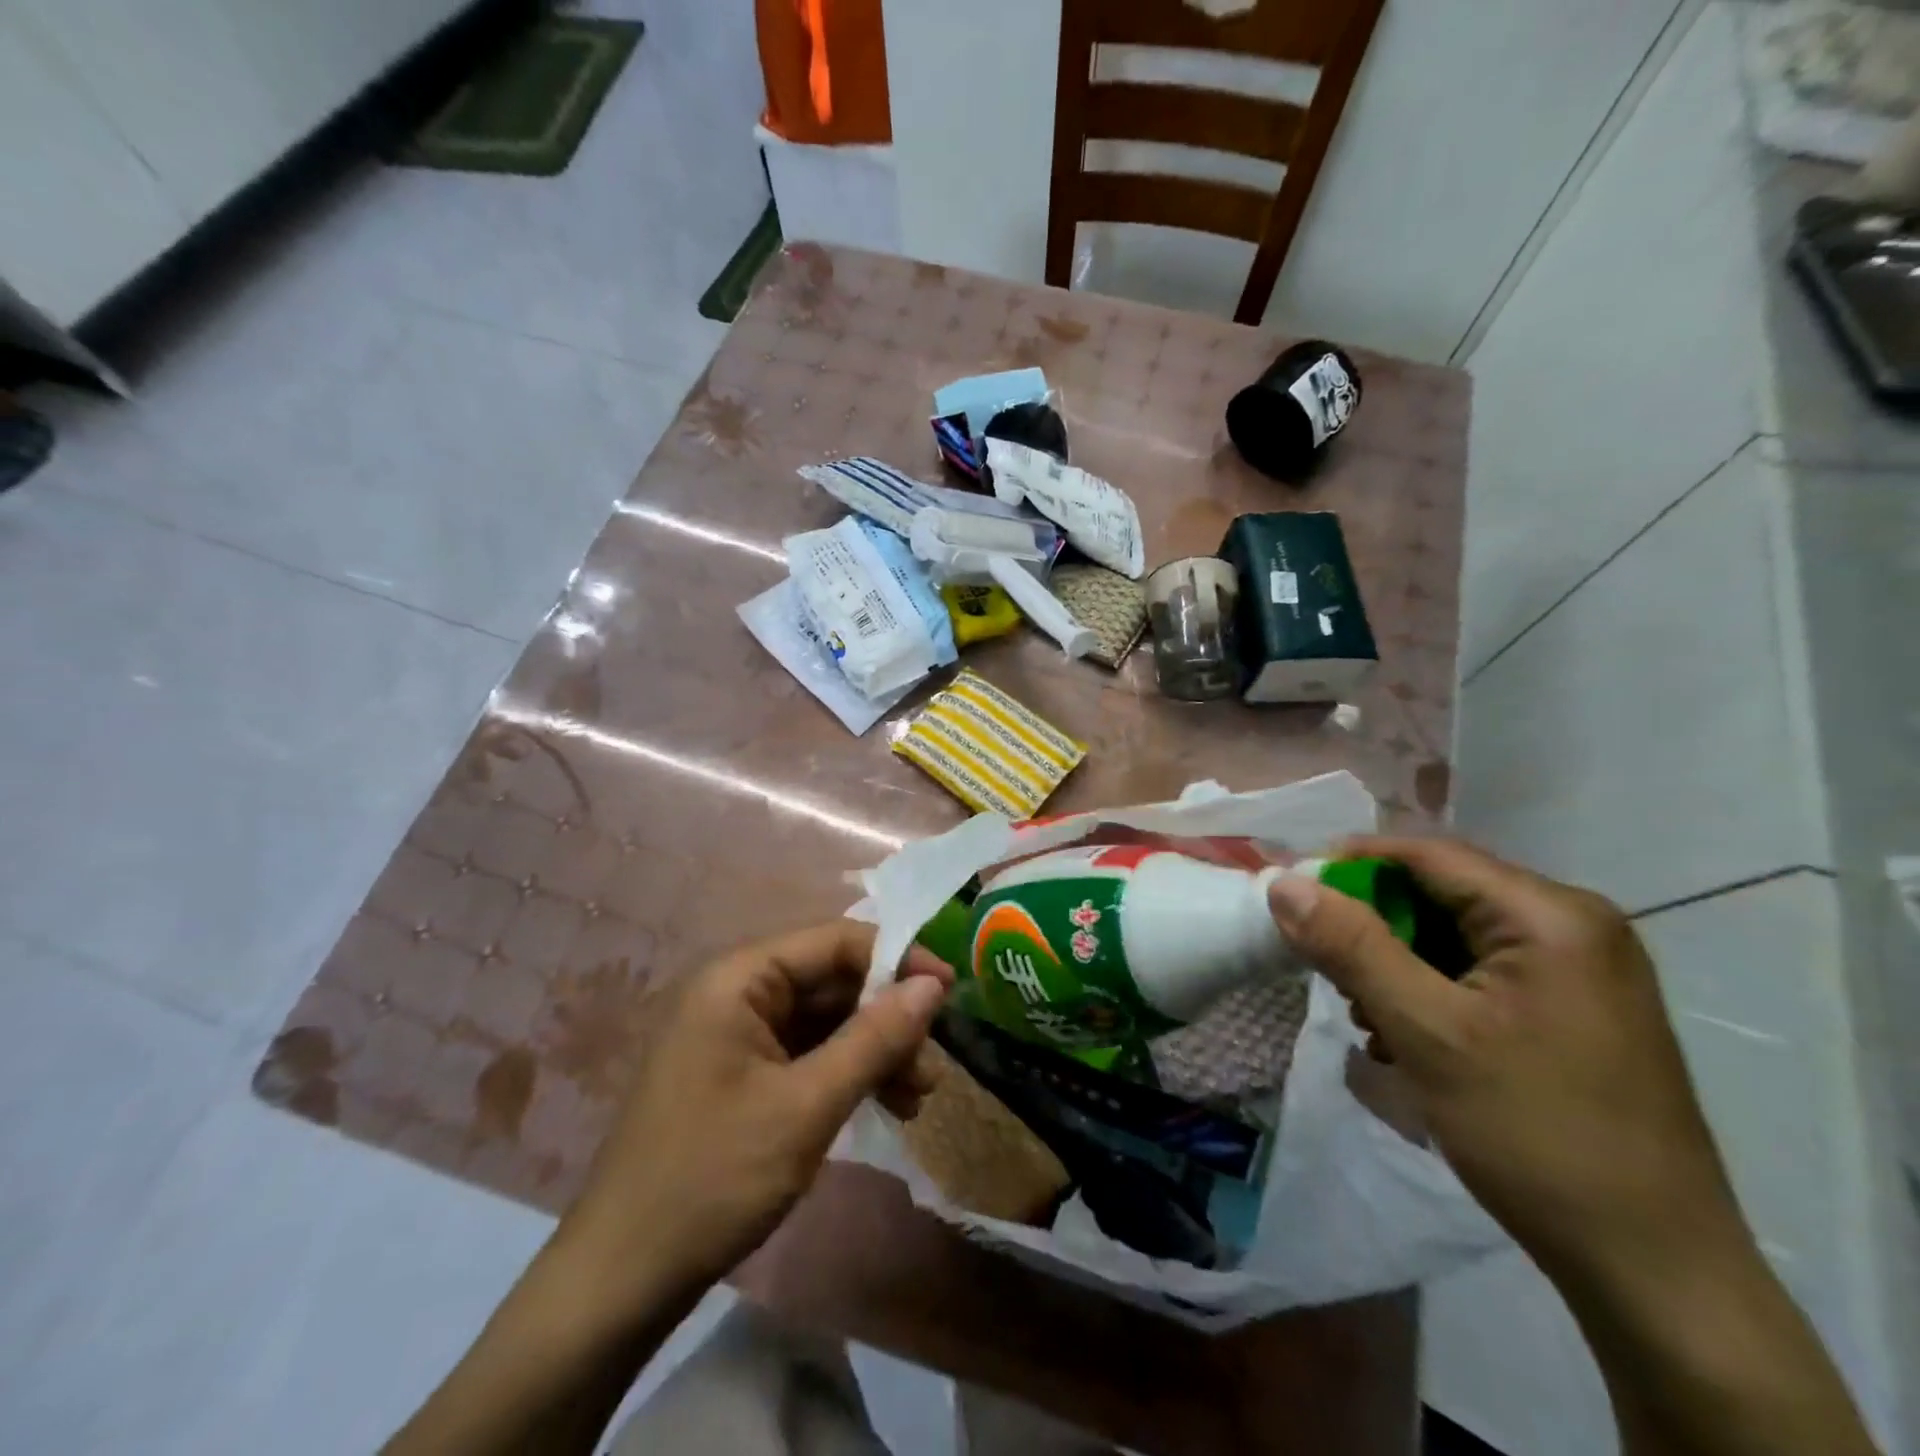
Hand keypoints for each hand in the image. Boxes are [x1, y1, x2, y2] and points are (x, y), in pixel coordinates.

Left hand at [558, 921, 952, 1306]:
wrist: (622, 1279)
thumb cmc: (714, 1178)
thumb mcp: (808, 1106)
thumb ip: (875, 1038)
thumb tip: (934, 984)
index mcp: (740, 978)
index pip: (835, 941)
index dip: (896, 959)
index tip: (949, 992)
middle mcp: (736, 991)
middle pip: (832, 980)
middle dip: (888, 1018)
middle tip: (932, 1067)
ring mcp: (736, 1034)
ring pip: (826, 1019)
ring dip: (874, 1050)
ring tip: (917, 1097)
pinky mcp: (740, 1072)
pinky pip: (807, 1052)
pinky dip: (847, 1072)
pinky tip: (884, 1105)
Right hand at [1265, 836, 1740, 1291]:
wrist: (1656, 1271)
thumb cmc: (1535, 1134)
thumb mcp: (1427, 1032)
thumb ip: (1351, 946)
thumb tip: (1283, 882)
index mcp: (1551, 915)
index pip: (1426, 854)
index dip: (1348, 865)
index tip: (1291, 899)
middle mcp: (1573, 924)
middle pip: (1440, 891)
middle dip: (1373, 926)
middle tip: (1331, 976)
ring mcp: (1579, 967)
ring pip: (1454, 932)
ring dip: (1397, 963)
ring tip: (1370, 1020)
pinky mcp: (1574, 1005)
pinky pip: (1481, 969)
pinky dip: (1431, 989)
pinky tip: (1408, 1037)